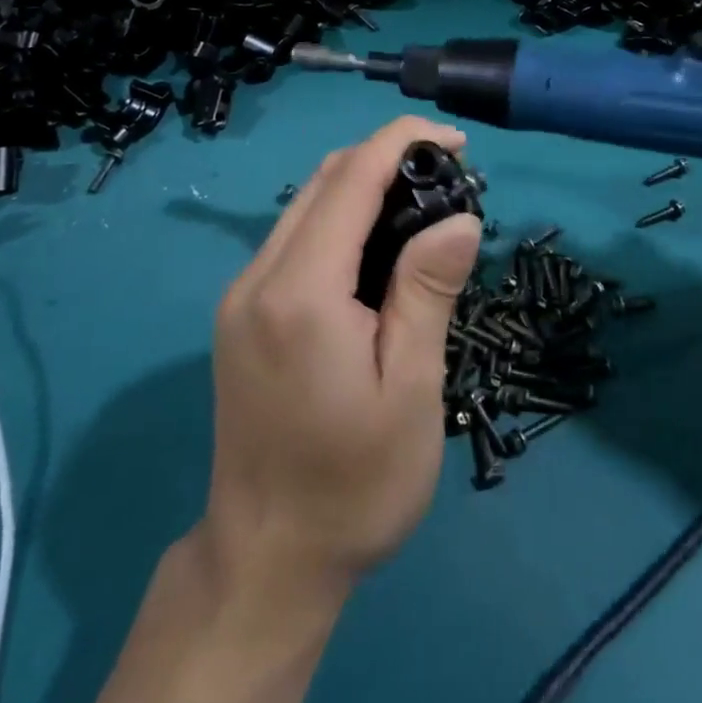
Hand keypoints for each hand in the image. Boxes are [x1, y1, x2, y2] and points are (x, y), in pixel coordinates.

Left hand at [200, 115, 481, 593]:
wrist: (265, 560)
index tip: (458, 142)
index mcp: (300, 292)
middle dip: (387, 158)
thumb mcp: (410, 393)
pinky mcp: (241, 313)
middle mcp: (259, 277)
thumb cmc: (353, 485)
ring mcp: (242, 294)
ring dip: (364, 185)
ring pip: (305, 204)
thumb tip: (460, 216)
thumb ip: (428, 293)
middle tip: (451, 177)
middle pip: (324, 180)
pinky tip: (379, 247)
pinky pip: (294, 237)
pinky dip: (340, 218)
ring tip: (424, 206)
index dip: (404, 143)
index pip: (351, 179)